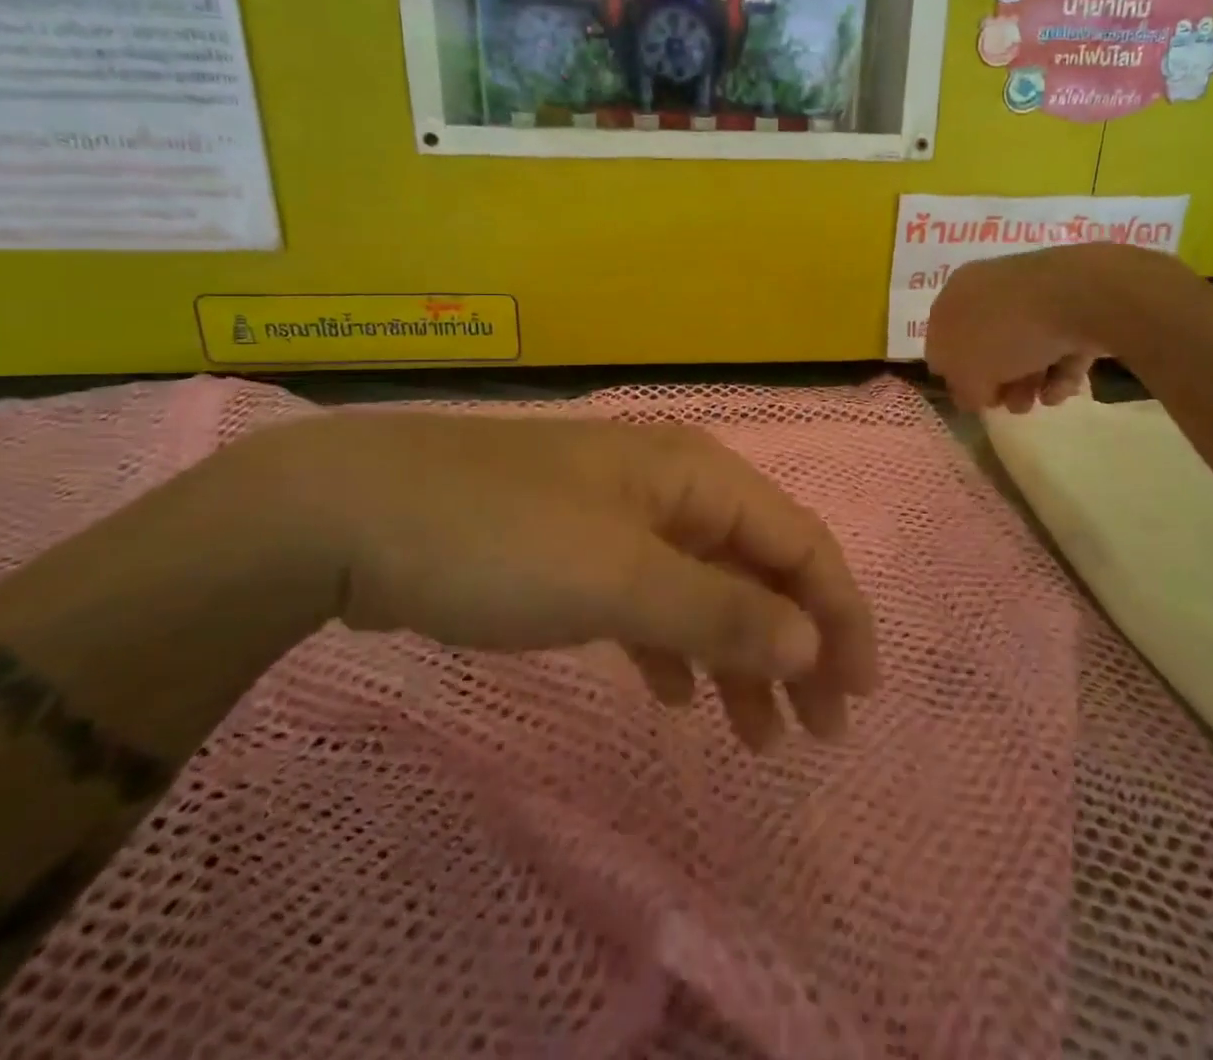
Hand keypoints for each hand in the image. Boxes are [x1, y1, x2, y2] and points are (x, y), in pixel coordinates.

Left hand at [248, 413, 878, 750]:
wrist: (353, 514)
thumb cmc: (500, 539)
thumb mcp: (618, 579)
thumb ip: (719, 611)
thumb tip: (811, 642)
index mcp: (694, 476)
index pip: (797, 539)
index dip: (838, 611)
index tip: (858, 692)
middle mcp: (670, 489)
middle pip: (758, 566)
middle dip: (796, 643)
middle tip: (817, 731)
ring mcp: (621, 519)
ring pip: (706, 589)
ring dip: (738, 657)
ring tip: (757, 737)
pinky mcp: (577, 552)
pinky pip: (650, 602)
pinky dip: (674, 648)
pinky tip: (676, 696)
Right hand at [925, 245, 1107, 412]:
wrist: (1079, 297)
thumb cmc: (1006, 332)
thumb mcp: (968, 373)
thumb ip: (963, 390)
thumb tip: (972, 395)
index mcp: (955, 295)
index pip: (942, 340)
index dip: (954, 376)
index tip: (974, 401)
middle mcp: (989, 288)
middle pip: (987, 345)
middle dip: (999, 381)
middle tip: (1011, 405)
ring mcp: (1033, 293)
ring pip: (1024, 346)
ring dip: (1029, 380)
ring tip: (1040, 401)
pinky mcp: (1073, 302)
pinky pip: (1058, 341)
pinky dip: (1059, 368)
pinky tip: (1063, 387)